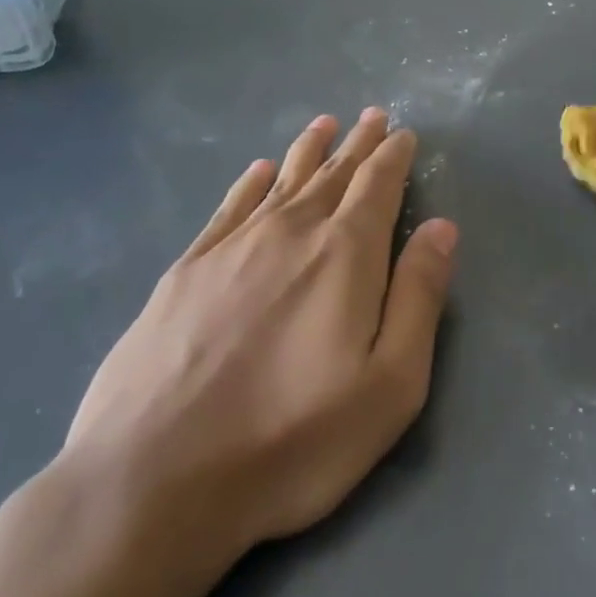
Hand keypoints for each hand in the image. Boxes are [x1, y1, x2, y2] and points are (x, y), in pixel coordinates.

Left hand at [63, 109, 457, 555]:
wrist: (153, 479)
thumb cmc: (292, 439)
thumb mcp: (390, 384)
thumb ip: (419, 297)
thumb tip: (442, 227)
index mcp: (344, 255)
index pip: (377, 186)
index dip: (393, 156)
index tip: (403, 133)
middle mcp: (289, 233)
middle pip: (332, 174)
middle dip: (358, 144)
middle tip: (373, 117)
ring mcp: (231, 249)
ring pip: (281, 182)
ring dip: (307, 151)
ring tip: (324, 124)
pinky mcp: (184, 272)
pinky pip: (228, 209)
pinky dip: (248, 184)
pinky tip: (257, 172)